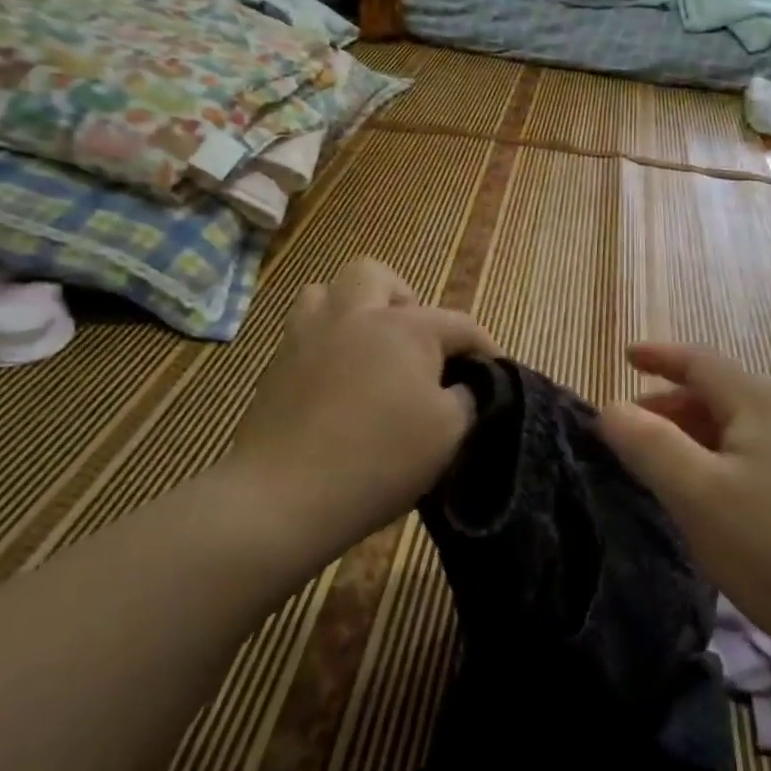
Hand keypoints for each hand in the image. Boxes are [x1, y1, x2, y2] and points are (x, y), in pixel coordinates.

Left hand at [223, 258, 498, 559]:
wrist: (285, 495)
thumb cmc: (379, 458)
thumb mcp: (449, 432)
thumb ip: (467, 397)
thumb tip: (465, 385)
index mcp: (405, 328)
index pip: (459, 324)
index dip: (483, 346)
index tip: (494, 372)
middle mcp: (355, 316)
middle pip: (376, 275)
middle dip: (403, 299)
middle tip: (414, 342)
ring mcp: (308, 335)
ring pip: (326, 291)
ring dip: (353, 309)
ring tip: (368, 348)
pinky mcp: (277, 364)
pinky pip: (304, 329)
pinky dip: (326, 341)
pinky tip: (337, 378)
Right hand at [599, 343, 770, 663]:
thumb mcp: (697, 494)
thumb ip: (649, 444)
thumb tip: (611, 408)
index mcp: (760, 403)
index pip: (700, 361)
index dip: (659, 355)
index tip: (626, 355)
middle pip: (719, 392)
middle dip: (670, 403)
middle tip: (631, 430)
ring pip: (740, 427)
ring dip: (695, 434)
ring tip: (664, 464)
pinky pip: (759, 455)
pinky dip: (722, 458)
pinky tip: (713, 496)